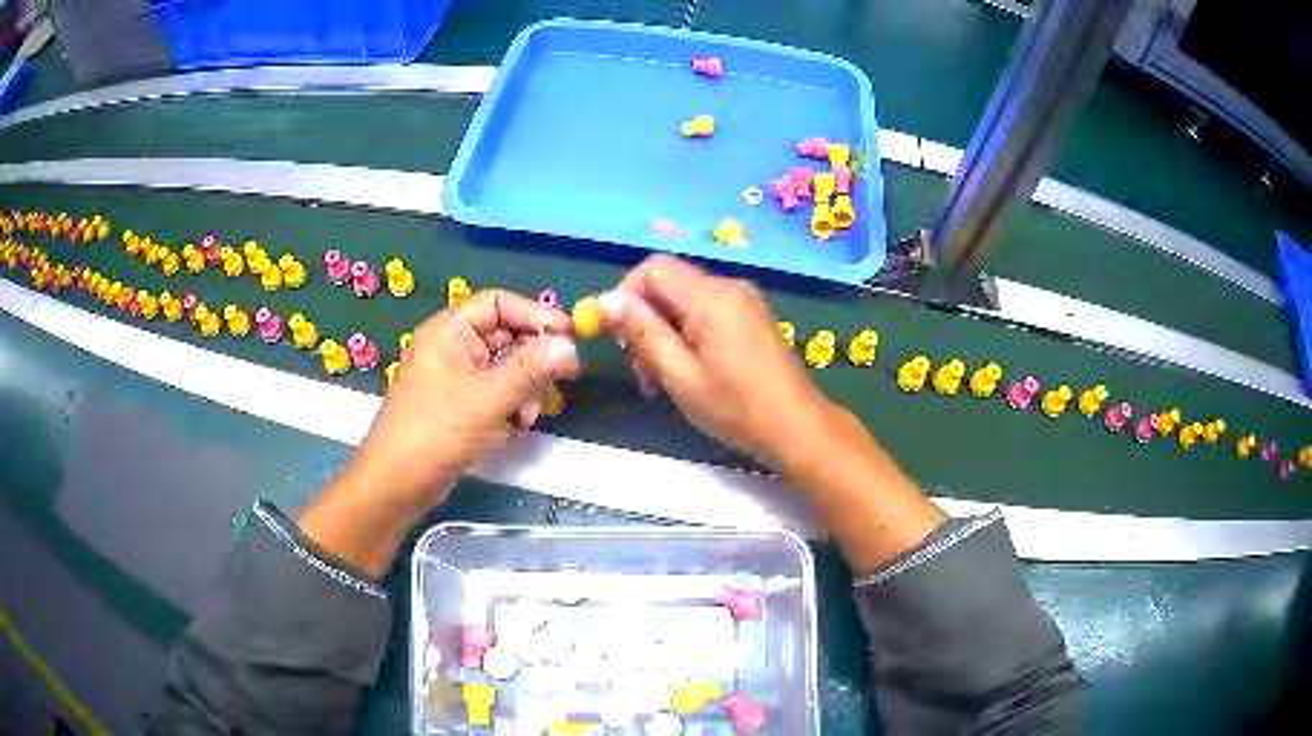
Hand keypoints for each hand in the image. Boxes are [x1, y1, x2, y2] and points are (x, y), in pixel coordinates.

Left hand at [354, 289, 579, 507]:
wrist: (397, 484)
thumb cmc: (436, 432)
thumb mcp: (488, 398)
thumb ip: (531, 368)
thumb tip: (569, 345)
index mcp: (450, 331)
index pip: (498, 303)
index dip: (535, 314)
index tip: (570, 335)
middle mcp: (453, 348)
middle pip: (507, 336)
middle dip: (532, 361)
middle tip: (561, 380)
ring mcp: (456, 379)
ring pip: (506, 370)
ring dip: (524, 392)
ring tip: (523, 419)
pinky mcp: (460, 407)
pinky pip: (497, 396)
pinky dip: (510, 410)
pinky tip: (510, 432)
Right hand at [599, 255, 836, 471]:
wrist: (797, 427)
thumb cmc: (736, 408)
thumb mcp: (680, 377)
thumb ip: (642, 334)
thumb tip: (605, 301)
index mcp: (711, 298)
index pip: (654, 268)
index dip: (626, 294)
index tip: (617, 335)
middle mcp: (729, 288)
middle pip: (669, 283)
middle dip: (644, 319)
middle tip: (639, 368)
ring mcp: (744, 301)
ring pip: (685, 300)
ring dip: (664, 331)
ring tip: (659, 378)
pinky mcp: (752, 317)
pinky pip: (707, 312)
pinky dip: (687, 334)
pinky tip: (686, 370)